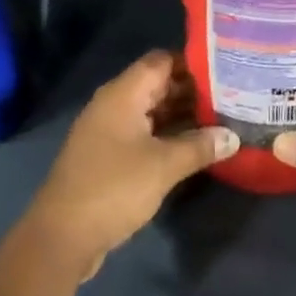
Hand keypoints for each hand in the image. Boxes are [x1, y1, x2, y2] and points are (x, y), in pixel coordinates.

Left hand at [24, 51, 237, 280]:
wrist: (63, 235)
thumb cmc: (114, 188)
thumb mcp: (163, 166)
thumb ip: (199, 146)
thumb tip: (233, 136)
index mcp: (123, 94)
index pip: (162, 61)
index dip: (193, 63)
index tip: (226, 71)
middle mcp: (114, 104)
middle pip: (158, 85)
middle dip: (193, 91)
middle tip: (233, 98)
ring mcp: (109, 130)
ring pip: (152, 111)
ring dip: (182, 115)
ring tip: (222, 121)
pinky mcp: (109, 155)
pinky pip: (144, 133)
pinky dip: (168, 135)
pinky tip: (195, 147)